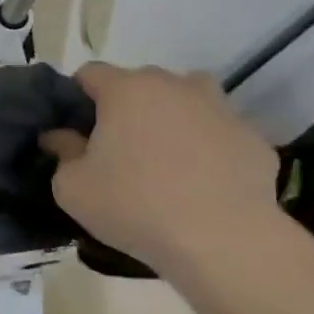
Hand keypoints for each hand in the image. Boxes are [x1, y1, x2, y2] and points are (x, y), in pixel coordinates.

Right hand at [41, 63, 279, 271]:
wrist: (223, 240)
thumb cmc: (134, 206)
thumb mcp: (72, 188)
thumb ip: (62, 153)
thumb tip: (60, 137)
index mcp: (126, 89)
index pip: (90, 73)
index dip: (76, 97)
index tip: (74, 130)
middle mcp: (174, 86)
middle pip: (140, 83)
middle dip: (125, 108)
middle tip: (116, 150)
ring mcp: (220, 108)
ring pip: (187, 99)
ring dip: (171, 118)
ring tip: (164, 158)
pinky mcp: (253, 138)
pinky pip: (219, 134)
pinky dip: (208, 148)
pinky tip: (202, 184)